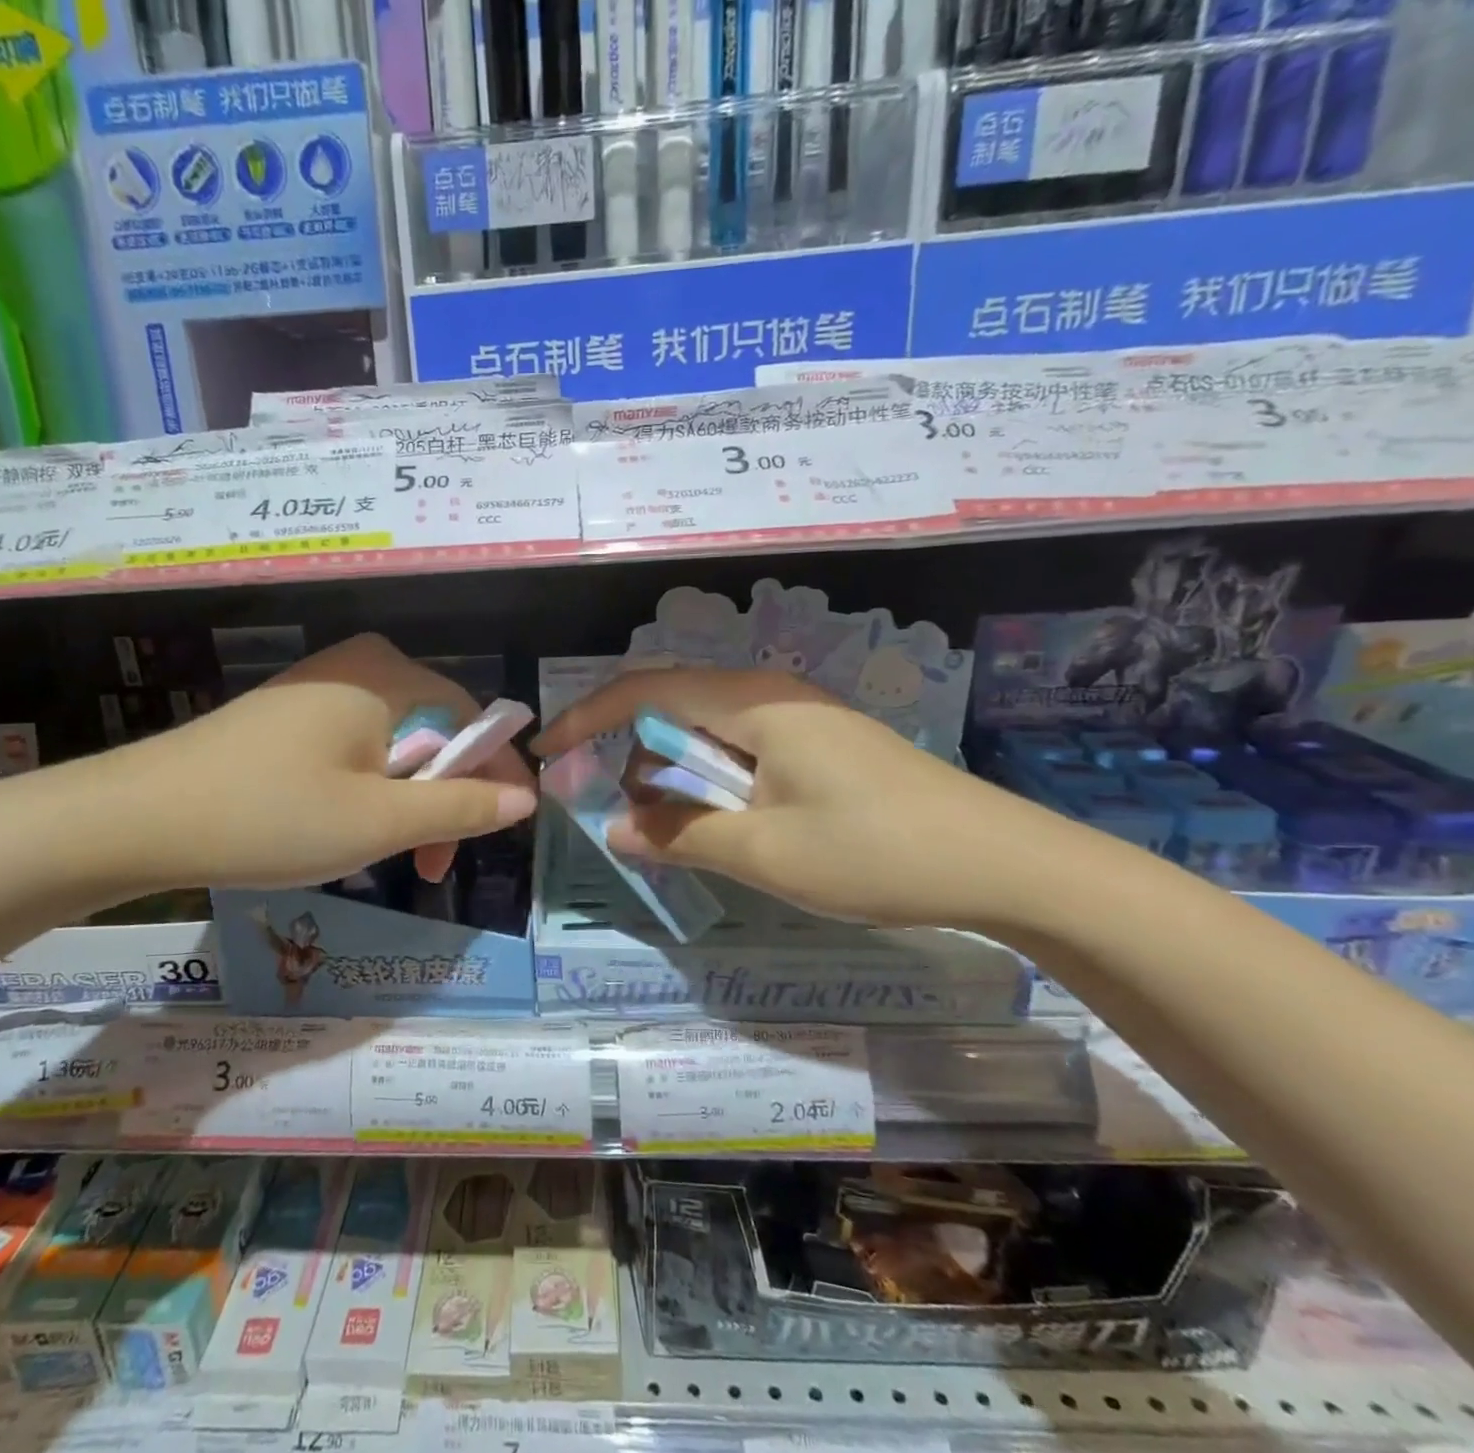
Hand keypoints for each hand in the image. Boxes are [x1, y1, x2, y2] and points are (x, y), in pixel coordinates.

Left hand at [73, 635, 535, 891]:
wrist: (139, 819)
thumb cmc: (272, 816)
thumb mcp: (379, 821)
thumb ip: (461, 808)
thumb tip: (525, 799)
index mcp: (387, 675)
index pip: (472, 717)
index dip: (498, 773)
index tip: (508, 828)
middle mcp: (358, 666)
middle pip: (434, 731)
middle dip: (445, 799)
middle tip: (431, 864)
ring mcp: (318, 687)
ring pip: (394, 745)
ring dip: (407, 802)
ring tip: (391, 857)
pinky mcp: (289, 714)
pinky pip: (355, 747)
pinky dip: (368, 790)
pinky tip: (347, 829)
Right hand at [531, 666, 1061, 928]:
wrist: (1005, 863)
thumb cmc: (876, 851)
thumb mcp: (764, 852)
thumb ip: (680, 835)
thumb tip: (615, 828)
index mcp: (752, 703)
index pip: (645, 691)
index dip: (588, 717)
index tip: (548, 752)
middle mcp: (771, 695)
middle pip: (673, 707)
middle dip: (631, 754)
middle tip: (615, 810)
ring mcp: (801, 719)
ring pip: (708, 732)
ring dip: (676, 775)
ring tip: (672, 829)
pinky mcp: (821, 746)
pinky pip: (742, 751)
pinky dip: (712, 783)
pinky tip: (725, 824)